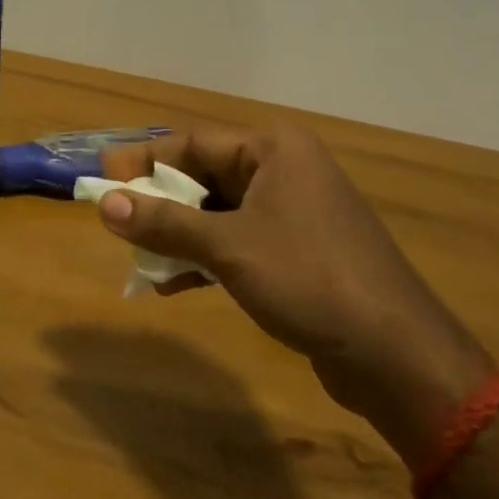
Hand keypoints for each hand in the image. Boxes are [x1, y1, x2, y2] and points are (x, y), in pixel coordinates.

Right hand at [97, 125, 494, 461]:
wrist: (397, 356)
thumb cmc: (309, 280)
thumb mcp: (228, 249)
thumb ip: (165, 223)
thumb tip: (105, 204)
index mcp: (274, 150)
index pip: (192, 143)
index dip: (143, 161)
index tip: (101, 179)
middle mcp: (285, 169)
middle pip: (205, 175)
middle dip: (159, 200)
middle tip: (113, 217)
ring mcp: (295, 212)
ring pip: (219, 211)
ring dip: (178, 233)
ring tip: (136, 255)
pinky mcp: (299, 251)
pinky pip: (238, 240)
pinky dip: (205, 256)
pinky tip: (171, 283)